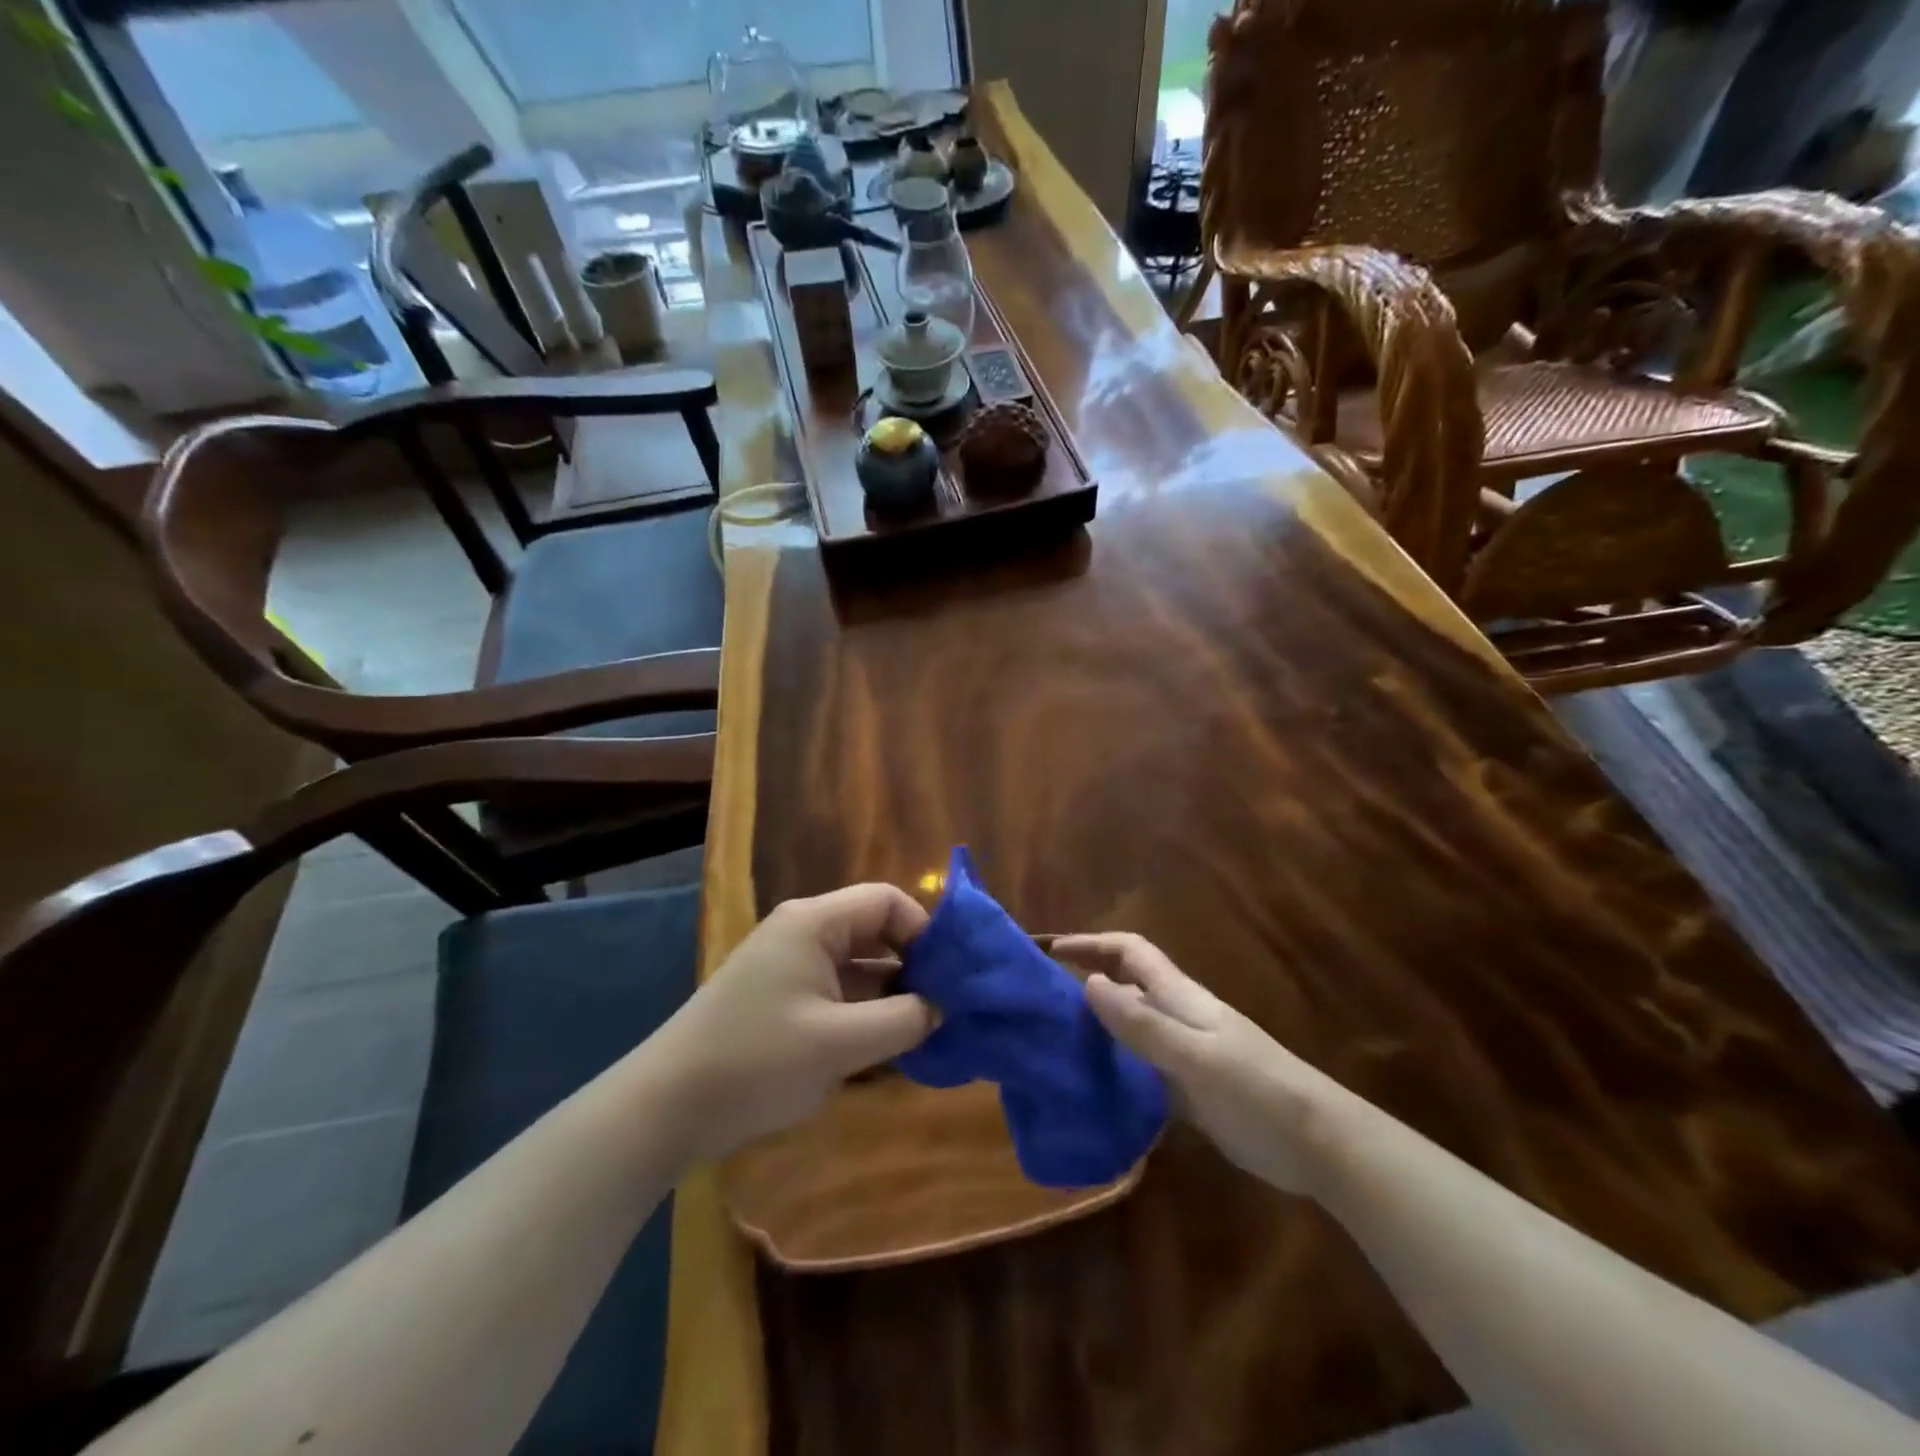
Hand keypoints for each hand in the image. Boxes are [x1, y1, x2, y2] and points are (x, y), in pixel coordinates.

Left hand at [652, 884, 935, 1159]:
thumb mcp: (839, 1043)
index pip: (887, 901)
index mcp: (814, 923)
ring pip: (860, 966)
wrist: (667, 1107)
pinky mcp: (784, 999)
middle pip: (875, 931)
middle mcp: (804, 933)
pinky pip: (839, 993)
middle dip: (913, 965)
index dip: (924, 931)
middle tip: (944, 1008)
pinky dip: (865, 1013)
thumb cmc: (756, 1061)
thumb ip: (901, 1020)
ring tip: (925, 1032)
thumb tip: (941, 1007)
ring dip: (891, 995)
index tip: (947, 977)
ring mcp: (791, 967)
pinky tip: (887, 1048)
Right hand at [1052, 933, 1346, 1194]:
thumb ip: (1143, 1023)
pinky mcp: (1188, 1091)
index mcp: (1179, 998)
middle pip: (1125, 987)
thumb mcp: (1194, 1056)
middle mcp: (1176, 1018)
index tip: (1051, 951)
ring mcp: (1183, 1055)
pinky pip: (1140, 1069)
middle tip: (1039, 1005)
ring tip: (1052, 1045)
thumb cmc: (1256, 1090)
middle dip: (1085, 984)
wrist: (1317, 1143)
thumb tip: (1090, 983)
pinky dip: (1114, 1069)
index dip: (1092, 944)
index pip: (1130, 952)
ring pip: (1130, 1029)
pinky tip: (1091, 1088)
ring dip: (1096, 1029)